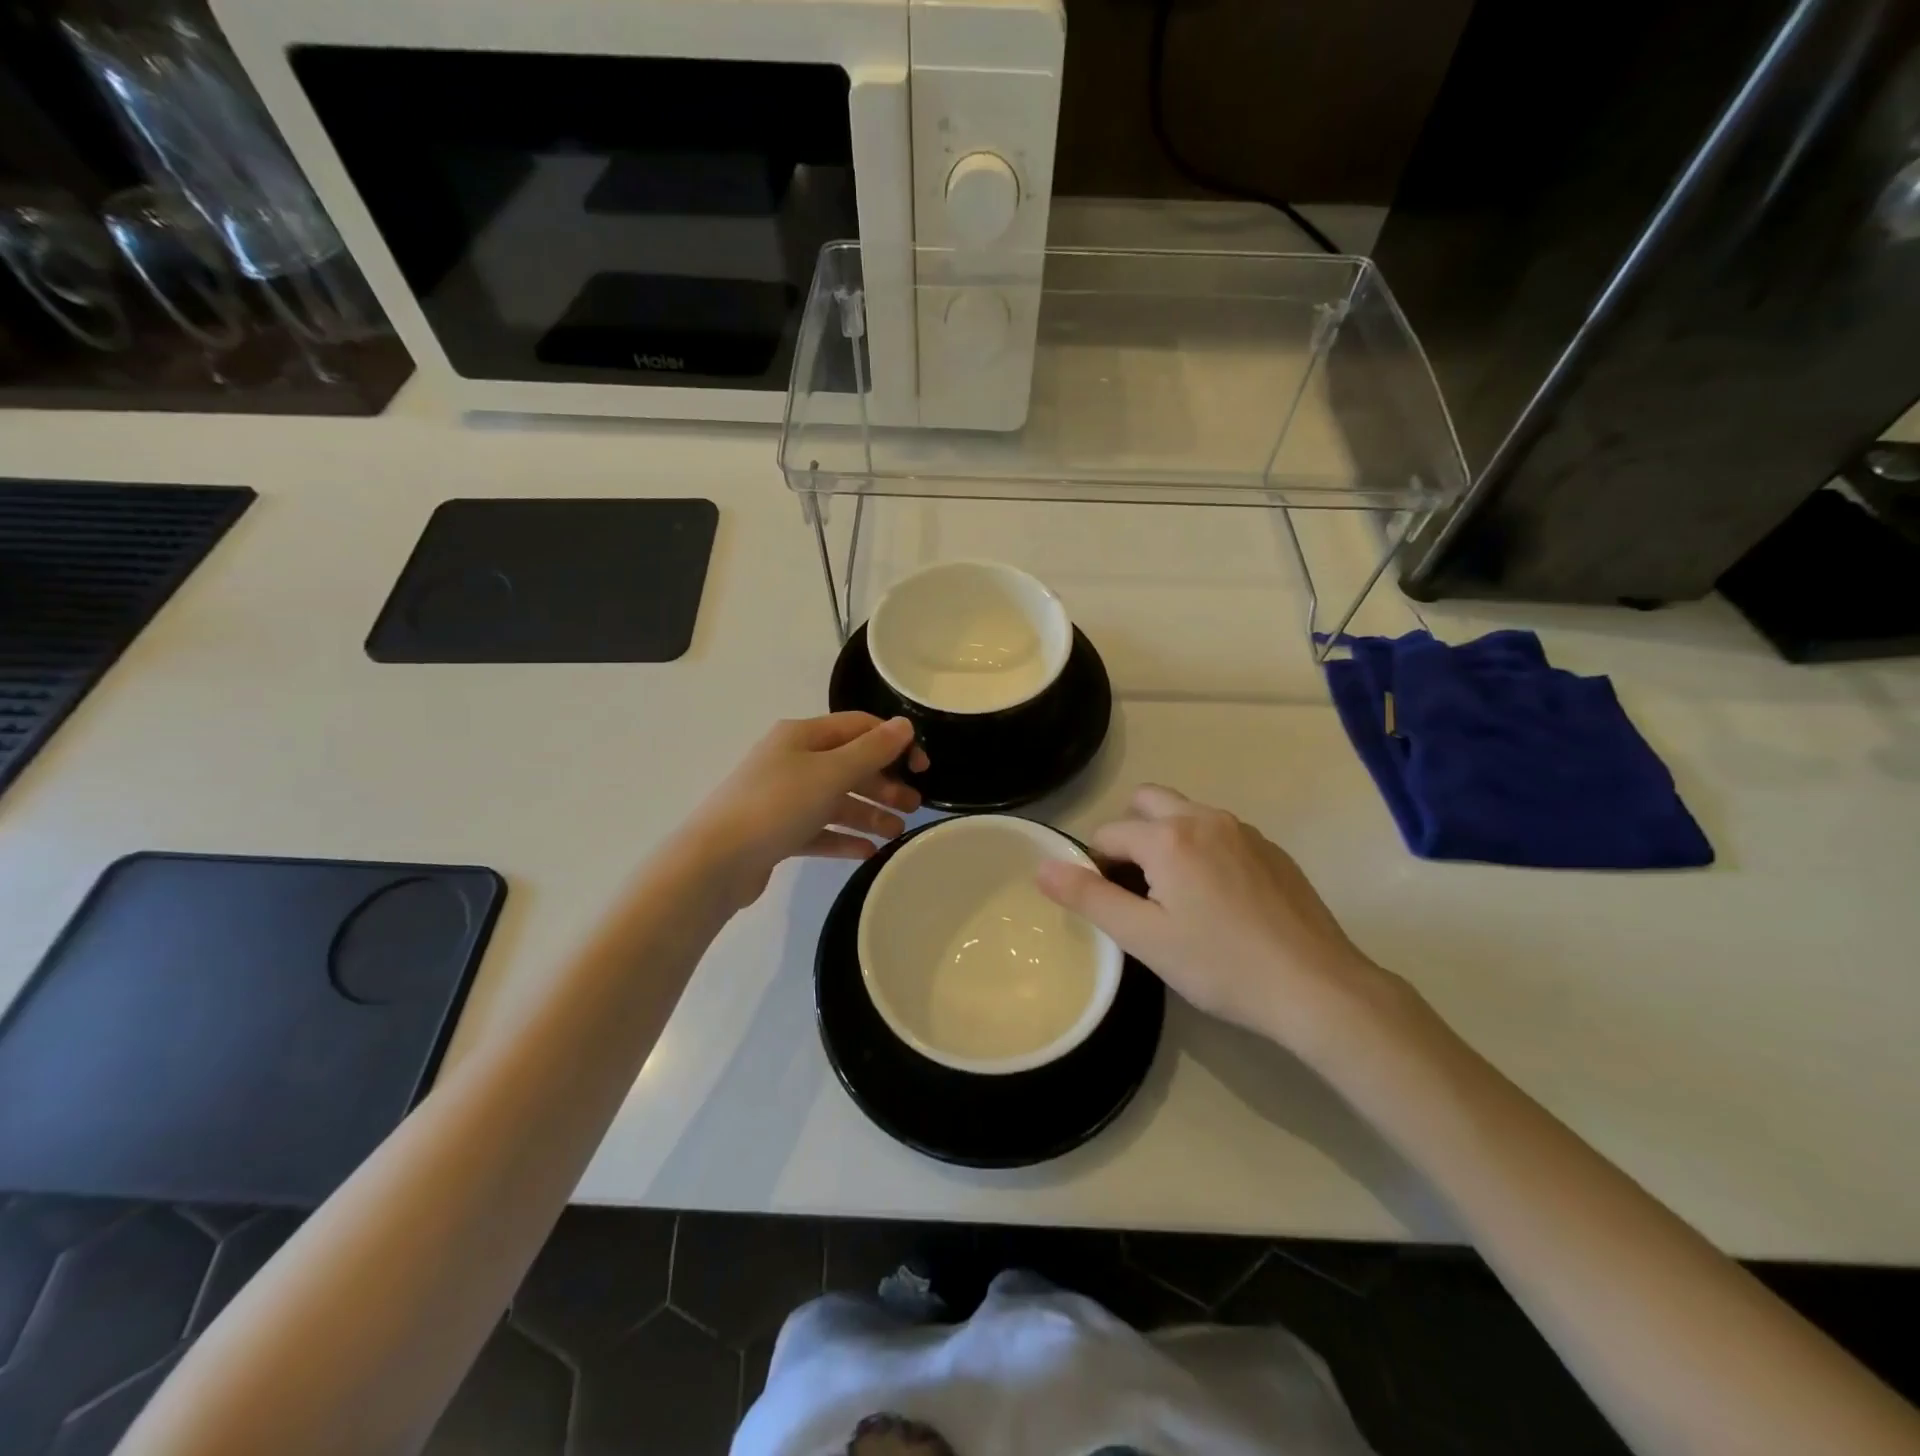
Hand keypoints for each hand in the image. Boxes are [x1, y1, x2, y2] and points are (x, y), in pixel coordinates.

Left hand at [682, 713, 929, 909]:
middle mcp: (792, 760)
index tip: (922, 767)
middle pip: (849, 765)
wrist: (715, 861)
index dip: (893, 742)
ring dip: (868, 813)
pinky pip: (819, 830)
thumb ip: (872, 750)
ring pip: (836, 800)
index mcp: (802, 736)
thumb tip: (904, 725)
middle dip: (883, 783)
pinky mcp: (777, 832)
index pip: (858, 727)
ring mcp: (782, 797)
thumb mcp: (831, 773)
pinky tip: (868, 851)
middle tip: (913, 806)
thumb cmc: (777, 806)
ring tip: (896, 833)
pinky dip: (843, 838)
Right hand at [1036, 785, 1405, 1055]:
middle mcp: (1204, 817)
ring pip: (1185, 814)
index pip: (1108, 834)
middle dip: (1130, 836)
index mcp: (1168, 836)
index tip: (1116, 908)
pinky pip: (1219, 832)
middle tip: (1140, 889)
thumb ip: (1089, 897)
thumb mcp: (1144, 938)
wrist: (1316, 987)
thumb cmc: (1221, 965)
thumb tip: (1041, 867)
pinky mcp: (1271, 848)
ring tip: (1179, 897)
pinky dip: (1203, 850)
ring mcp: (1243, 829)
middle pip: (1146, 802)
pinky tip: (1221, 901)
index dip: (1099, 868)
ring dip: (1167, 840)